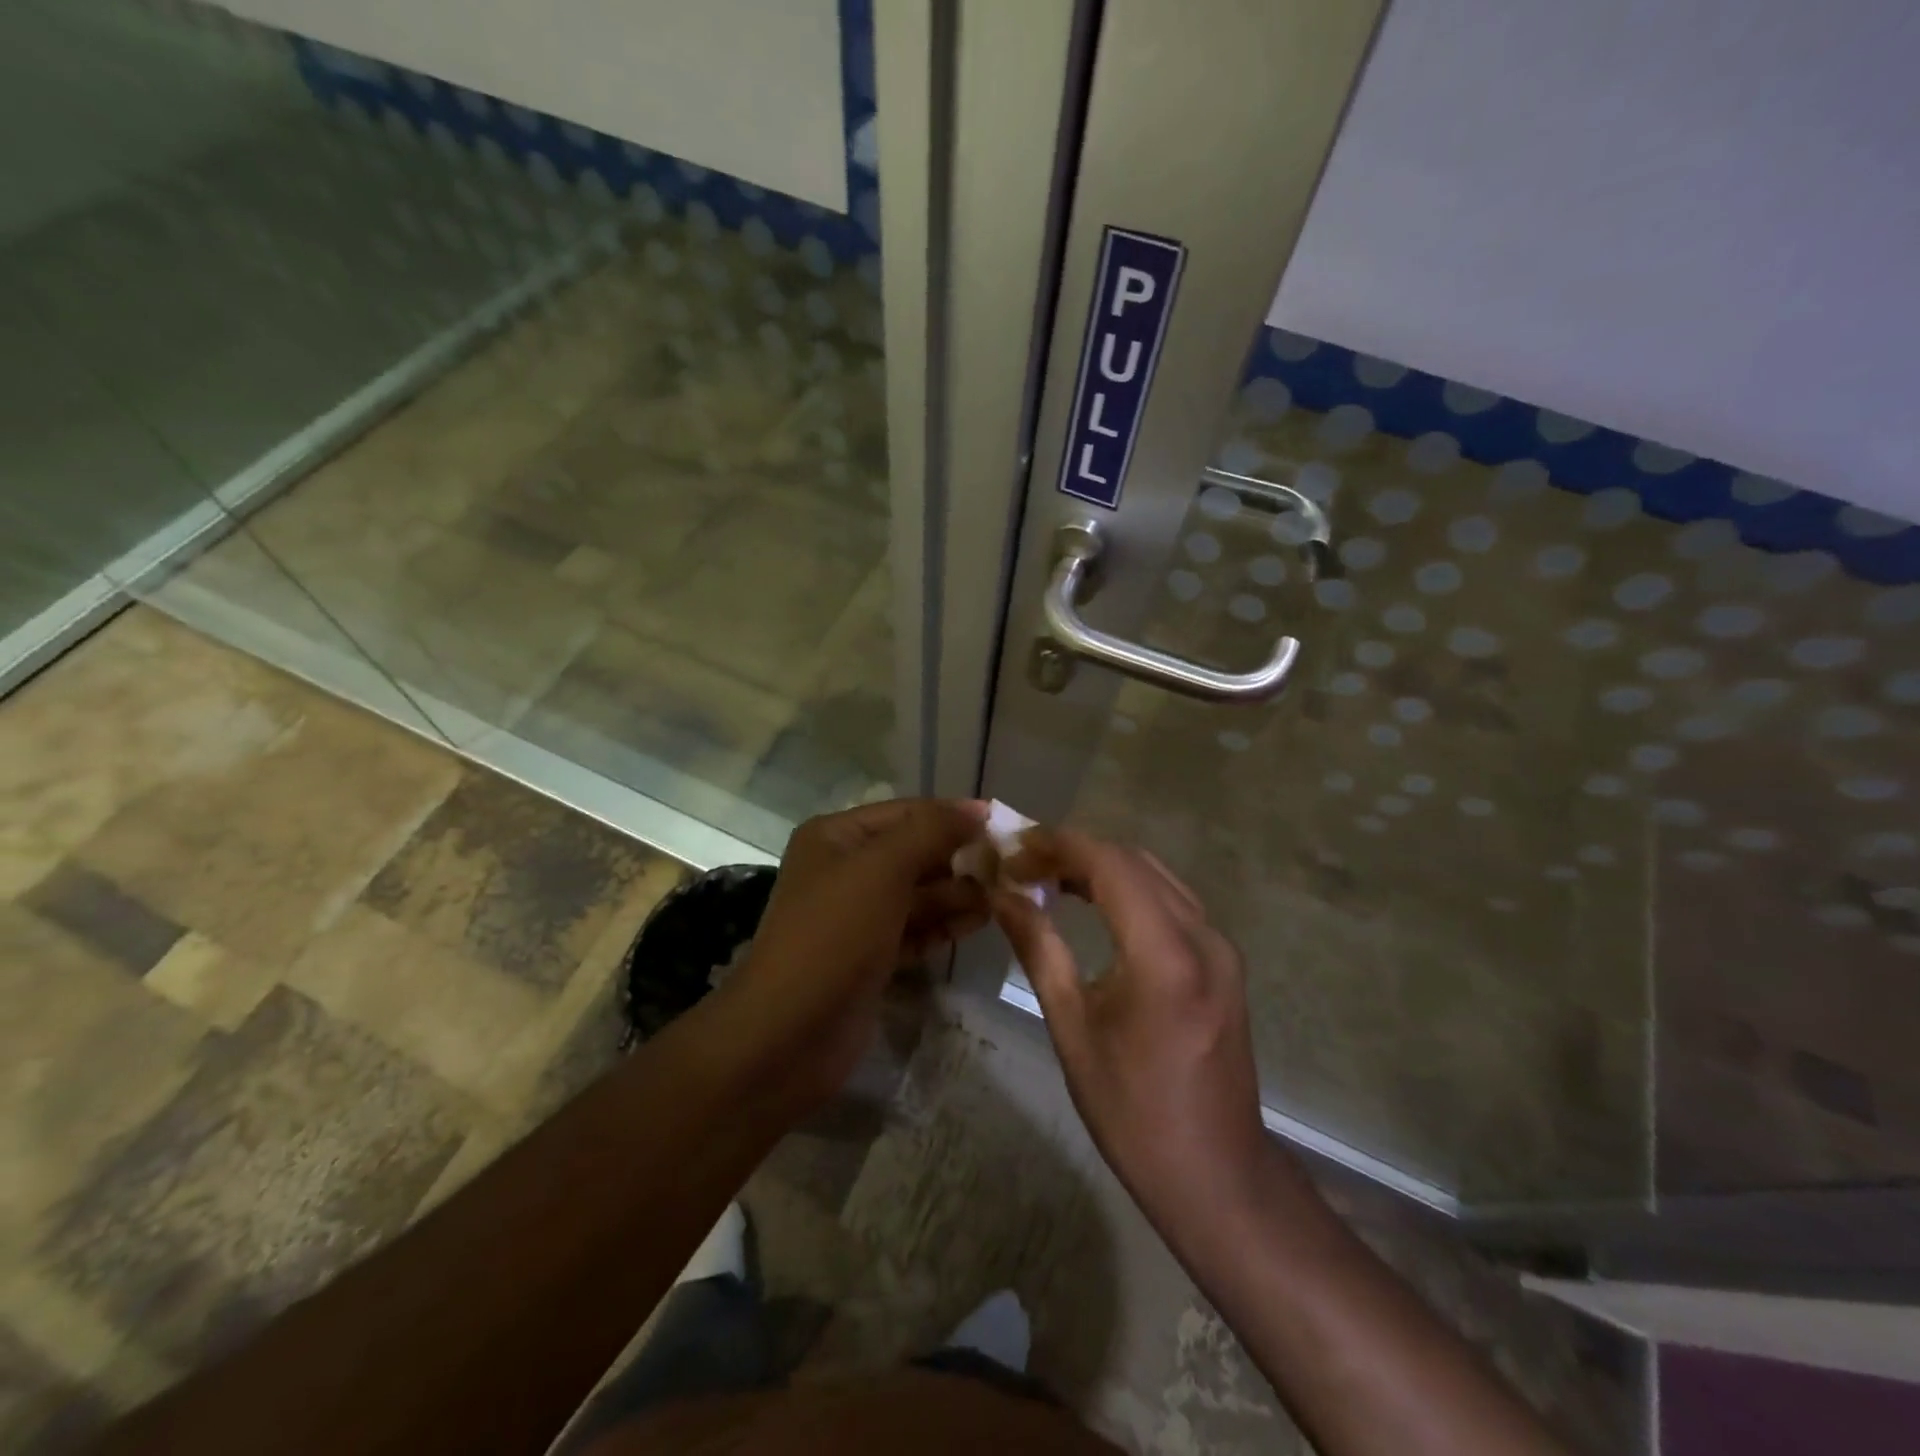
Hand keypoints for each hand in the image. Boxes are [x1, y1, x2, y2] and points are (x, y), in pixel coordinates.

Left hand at [721, 798, 989, 1105]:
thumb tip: (977, 809)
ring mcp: (857, 917)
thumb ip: (931, 832)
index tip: (1004, 823)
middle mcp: (845, 870)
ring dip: (959, 893)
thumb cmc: (834, 935)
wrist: (788, 1035)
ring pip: (919, 894)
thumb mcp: (882, 869)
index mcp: (837, 837)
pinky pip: (916, 929)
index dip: (953, 815)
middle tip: (1012, 869)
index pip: (907, 813)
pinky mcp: (871, 956)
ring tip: (1003, 897)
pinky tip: (981, 922)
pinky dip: (945, 925)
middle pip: (915, 853)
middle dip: (960, 858)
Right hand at [994, 829, 1276, 1234]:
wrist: (1216, 1173)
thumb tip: (1002, 896)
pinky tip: (1094, 903)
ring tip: (1048, 877)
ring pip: (1156, 875)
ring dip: (1102, 866)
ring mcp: (1221, 946)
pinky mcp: (1225, 960)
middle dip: (1075, 851)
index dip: (1058, 846)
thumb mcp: (1072, 1028)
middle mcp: (1202, 935)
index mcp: (1164, 955)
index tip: (1012, 849)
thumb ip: (1039, 949)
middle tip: (1022, 863)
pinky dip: (1129, 888)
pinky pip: (1172, 900)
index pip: (1109, 864)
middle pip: (1133, 861)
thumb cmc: (1132, 1111)